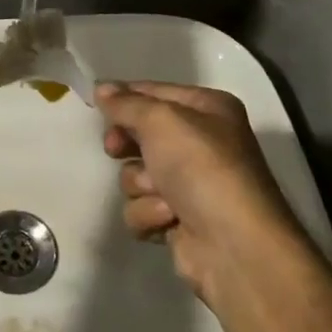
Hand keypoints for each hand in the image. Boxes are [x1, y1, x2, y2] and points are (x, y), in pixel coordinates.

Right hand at [97, 81, 318, 306]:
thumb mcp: (161, 122)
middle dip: (127, 146)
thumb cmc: (202, 168)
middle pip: (141, 134)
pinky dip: (149, 214)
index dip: (124, 98)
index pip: (153, 92)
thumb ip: (127, 104)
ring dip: (141, 186)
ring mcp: (189, 184)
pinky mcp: (178, 219)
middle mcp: (201, 142)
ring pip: (135, 174)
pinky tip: (169, 220)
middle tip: (116, 149)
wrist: (234, 244)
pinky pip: (141, 207)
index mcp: (207, 110)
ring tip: (163, 197)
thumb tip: (102, 87)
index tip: (97, 105)